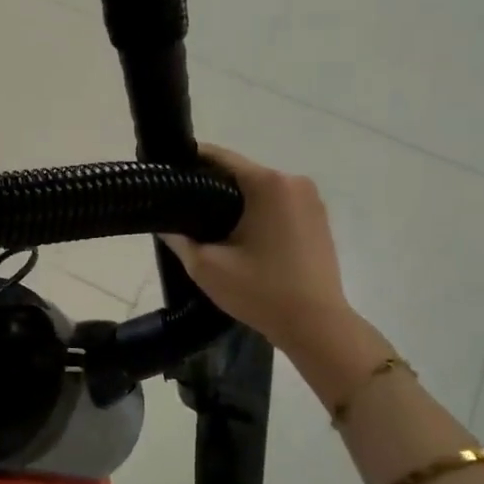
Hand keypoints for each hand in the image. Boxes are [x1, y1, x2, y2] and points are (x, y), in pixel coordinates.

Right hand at [162, 144, 356, 357]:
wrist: (317, 326)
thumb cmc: (261, 292)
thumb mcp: (206, 267)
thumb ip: (179, 238)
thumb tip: (164, 223)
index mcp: (268, 184)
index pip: (220, 157)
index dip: (189, 161)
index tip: (166, 173)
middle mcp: (294, 181)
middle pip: (241, 173)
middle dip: (211, 186)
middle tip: (181, 207)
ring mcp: (311, 200)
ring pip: (260, 190)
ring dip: (235, 201)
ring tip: (207, 226)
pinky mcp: (319, 219)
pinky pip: (278, 205)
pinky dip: (258, 213)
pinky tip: (240, 237)